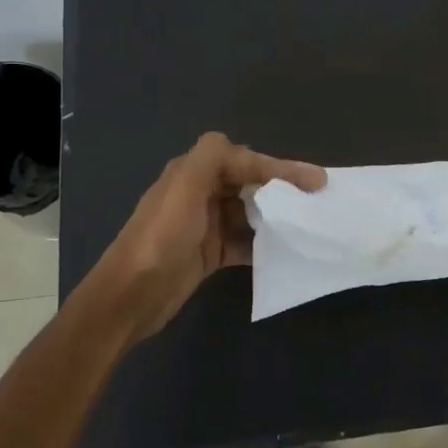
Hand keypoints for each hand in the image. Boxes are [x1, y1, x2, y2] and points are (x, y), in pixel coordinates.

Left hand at [98, 132, 325, 339]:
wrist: (132, 296)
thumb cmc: (161, 237)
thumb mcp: (184, 187)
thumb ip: (213, 157)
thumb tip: (246, 151)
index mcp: (193, 171)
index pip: (245, 159)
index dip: (280, 166)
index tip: (315, 180)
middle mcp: (200, 192)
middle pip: (249, 182)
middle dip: (282, 187)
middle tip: (315, 199)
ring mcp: (205, 224)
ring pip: (250, 212)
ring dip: (275, 216)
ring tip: (306, 224)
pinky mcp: (210, 253)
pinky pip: (244, 241)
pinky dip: (263, 244)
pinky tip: (283, 250)